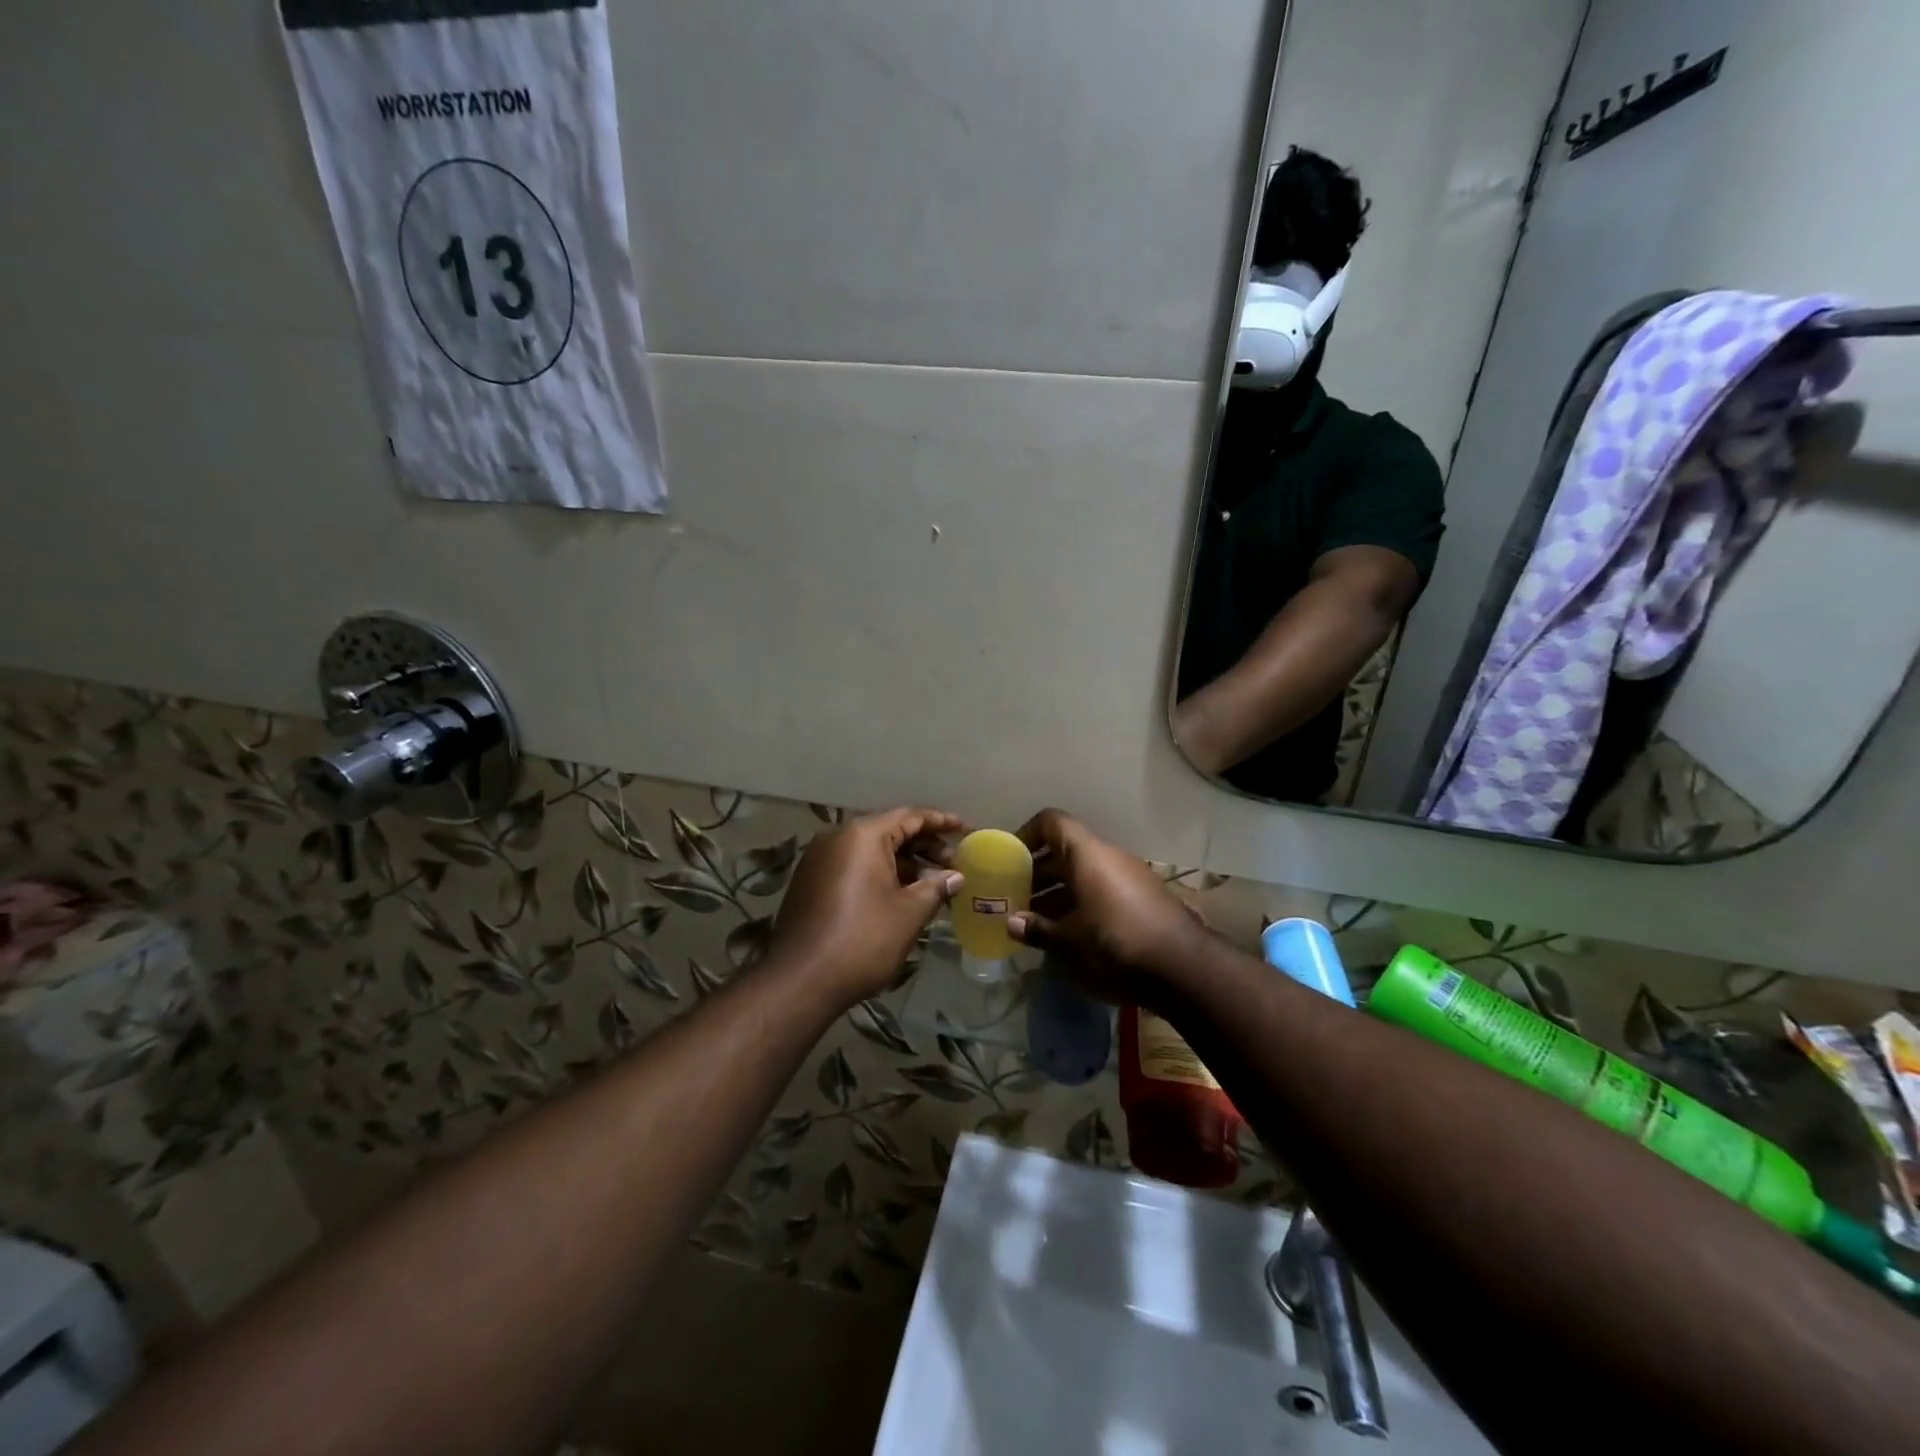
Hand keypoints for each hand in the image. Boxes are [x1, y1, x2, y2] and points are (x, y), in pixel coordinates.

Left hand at [770, 806, 963, 1006]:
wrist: (800, 980)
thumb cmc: (862, 939)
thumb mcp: (909, 912)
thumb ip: (936, 886)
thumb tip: (956, 876)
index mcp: (862, 835)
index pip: (909, 816)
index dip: (940, 822)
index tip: (965, 829)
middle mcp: (837, 837)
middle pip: (889, 830)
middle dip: (923, 845)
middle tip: (953, 863)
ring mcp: (820, 859)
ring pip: (871, 850)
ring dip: (903, 862)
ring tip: (932, 882)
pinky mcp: (811, 881)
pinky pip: (854, 866)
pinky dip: (880, 873)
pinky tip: (901, 894)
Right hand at [1006, 808, 1207, 1006]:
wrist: (1184, 970)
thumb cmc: (1114, 945)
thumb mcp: (1067, 943)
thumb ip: (1037, 929)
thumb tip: (1012, 923)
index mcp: (1087, 854)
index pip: (1051, 822)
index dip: (1026, 834)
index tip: (1009, 860)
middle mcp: (1109, 857)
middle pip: (1065, 851)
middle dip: (1038, 873)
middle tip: (1015, 898)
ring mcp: (1131, 877)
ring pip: (1085, 874)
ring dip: (1058, 892)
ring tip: (1036, 921)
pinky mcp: (1144, 900)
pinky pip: (1103, 891)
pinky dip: (1082, 904)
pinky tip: (1070, 935)